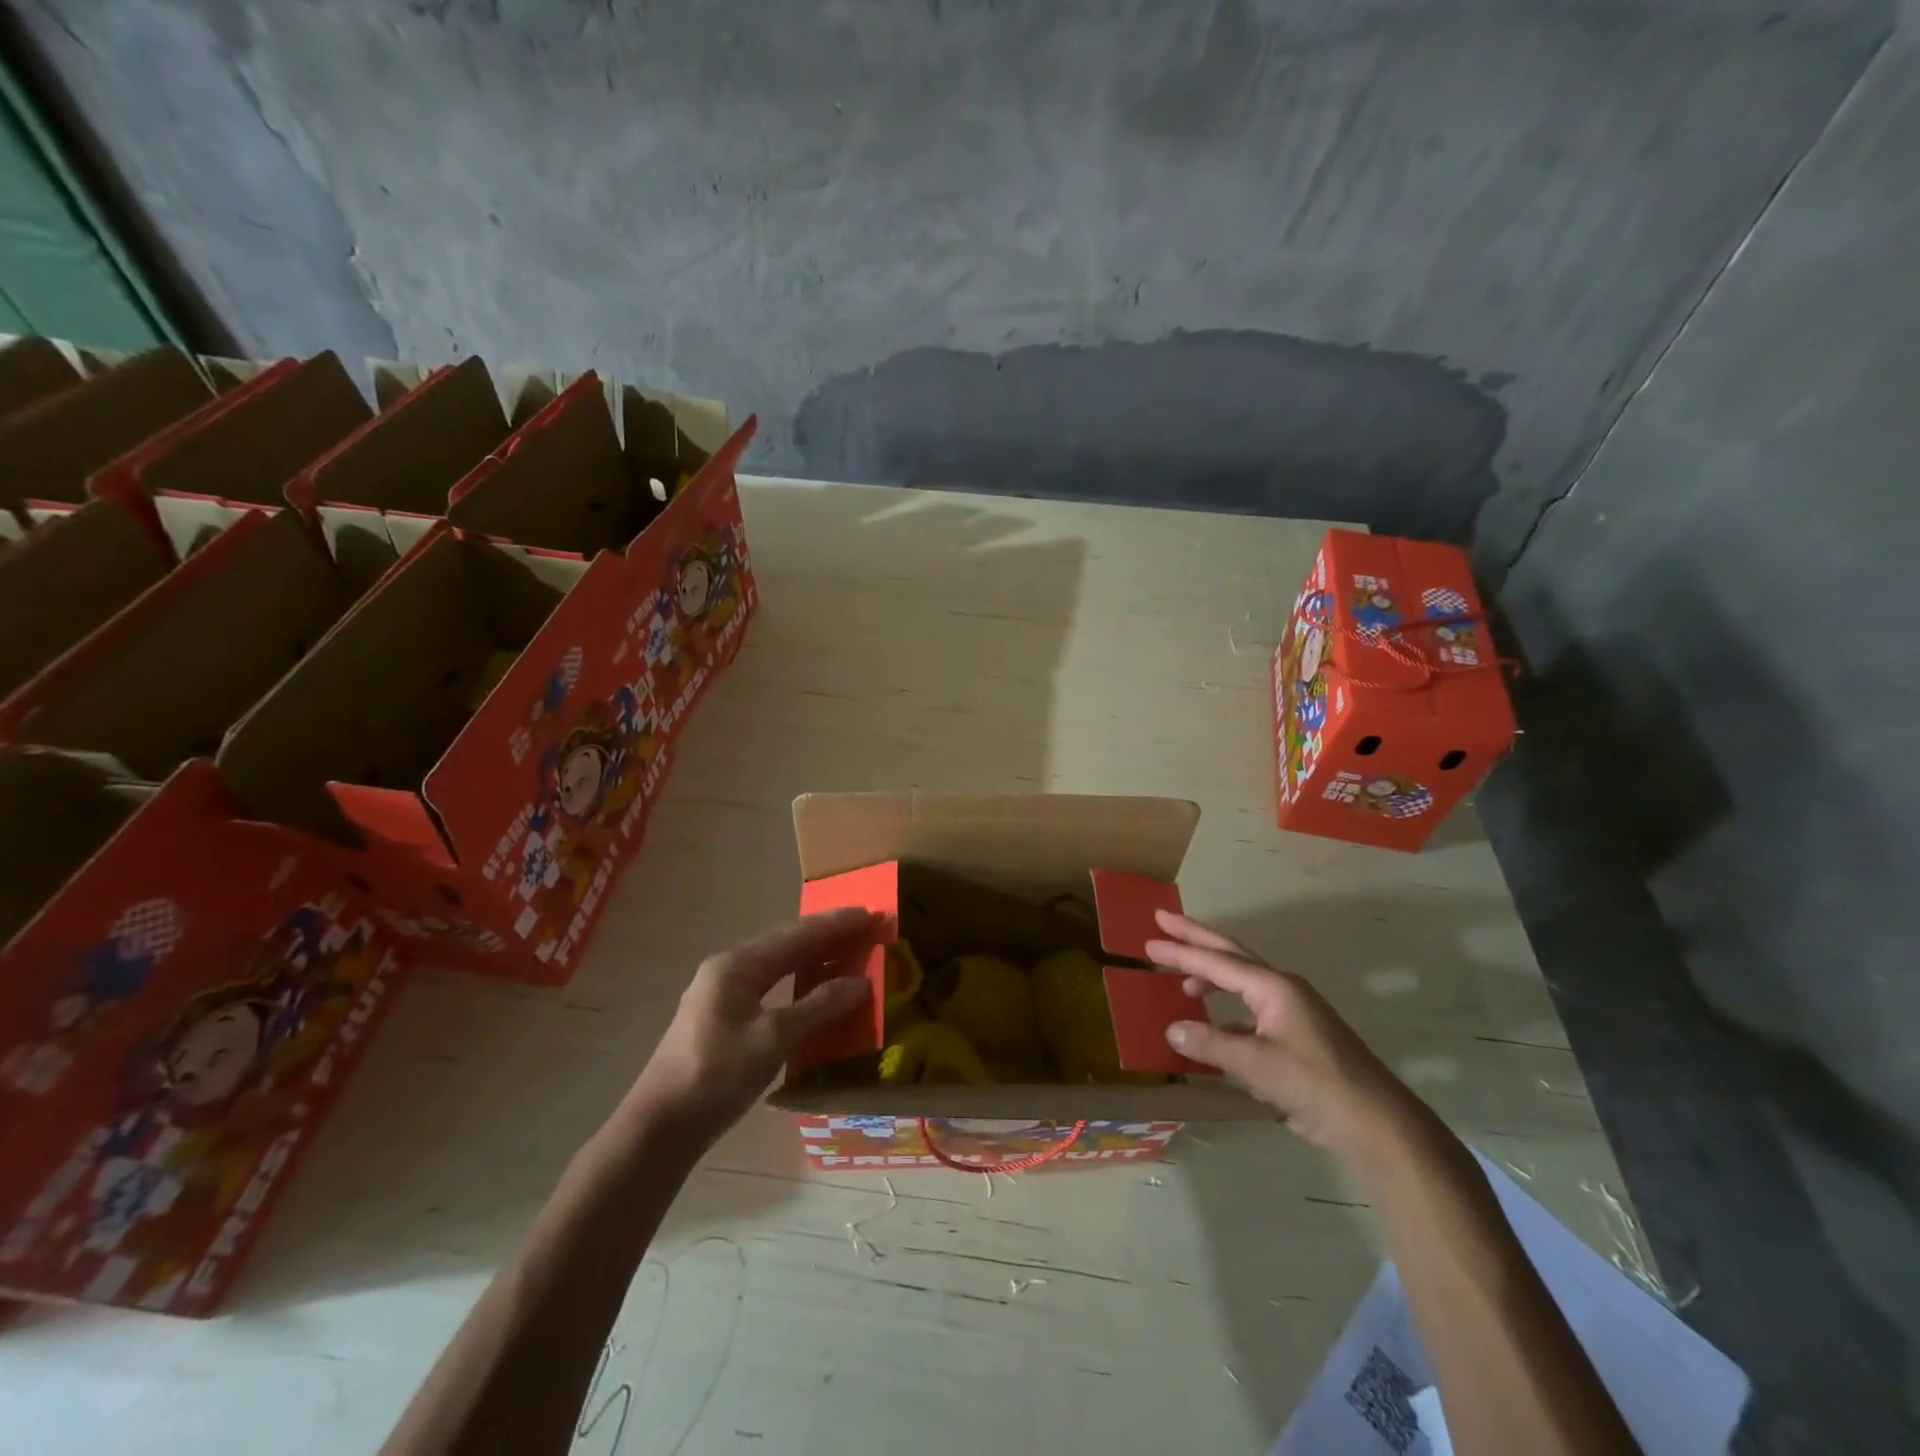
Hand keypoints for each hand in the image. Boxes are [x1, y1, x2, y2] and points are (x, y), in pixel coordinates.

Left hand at [630, 908, 874, 1143]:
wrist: (659, 1128)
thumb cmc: (715, 1075)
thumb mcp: (773, 1038)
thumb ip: (818, 1006)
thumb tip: (860, 982)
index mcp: (737, 966)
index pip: (796, 935)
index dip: (834, 925)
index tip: (868, 914)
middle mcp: (728, 971)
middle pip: (786, 946)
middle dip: (826, 939)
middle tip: (865, 932)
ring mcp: (723, 996)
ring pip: (777, 969)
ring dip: (813, 963)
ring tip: (848, 958)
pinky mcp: (724, 1021)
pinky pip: (770, 990)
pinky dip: (798, 987)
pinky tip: (816, 995)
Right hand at [1149, 910, 1418, 1162]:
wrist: (1379, 1125)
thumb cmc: (1317, 1086)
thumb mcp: (1258, 1066)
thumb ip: (1212, 1045)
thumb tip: (1172, 1029)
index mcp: (1274, 987)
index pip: (1217, 962)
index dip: (1181, 952)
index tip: (1150, 942)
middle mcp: (1283, 990)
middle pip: (1231, 955)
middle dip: (1196, 940)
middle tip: (1163, 922)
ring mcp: (1293, 1012)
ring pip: (1242, 982)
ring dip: (1211, 975)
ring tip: (1182, 980)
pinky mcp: (1298, 1036)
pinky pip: (1251, 1011)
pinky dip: (1226, 1012)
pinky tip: (1213, 1027)